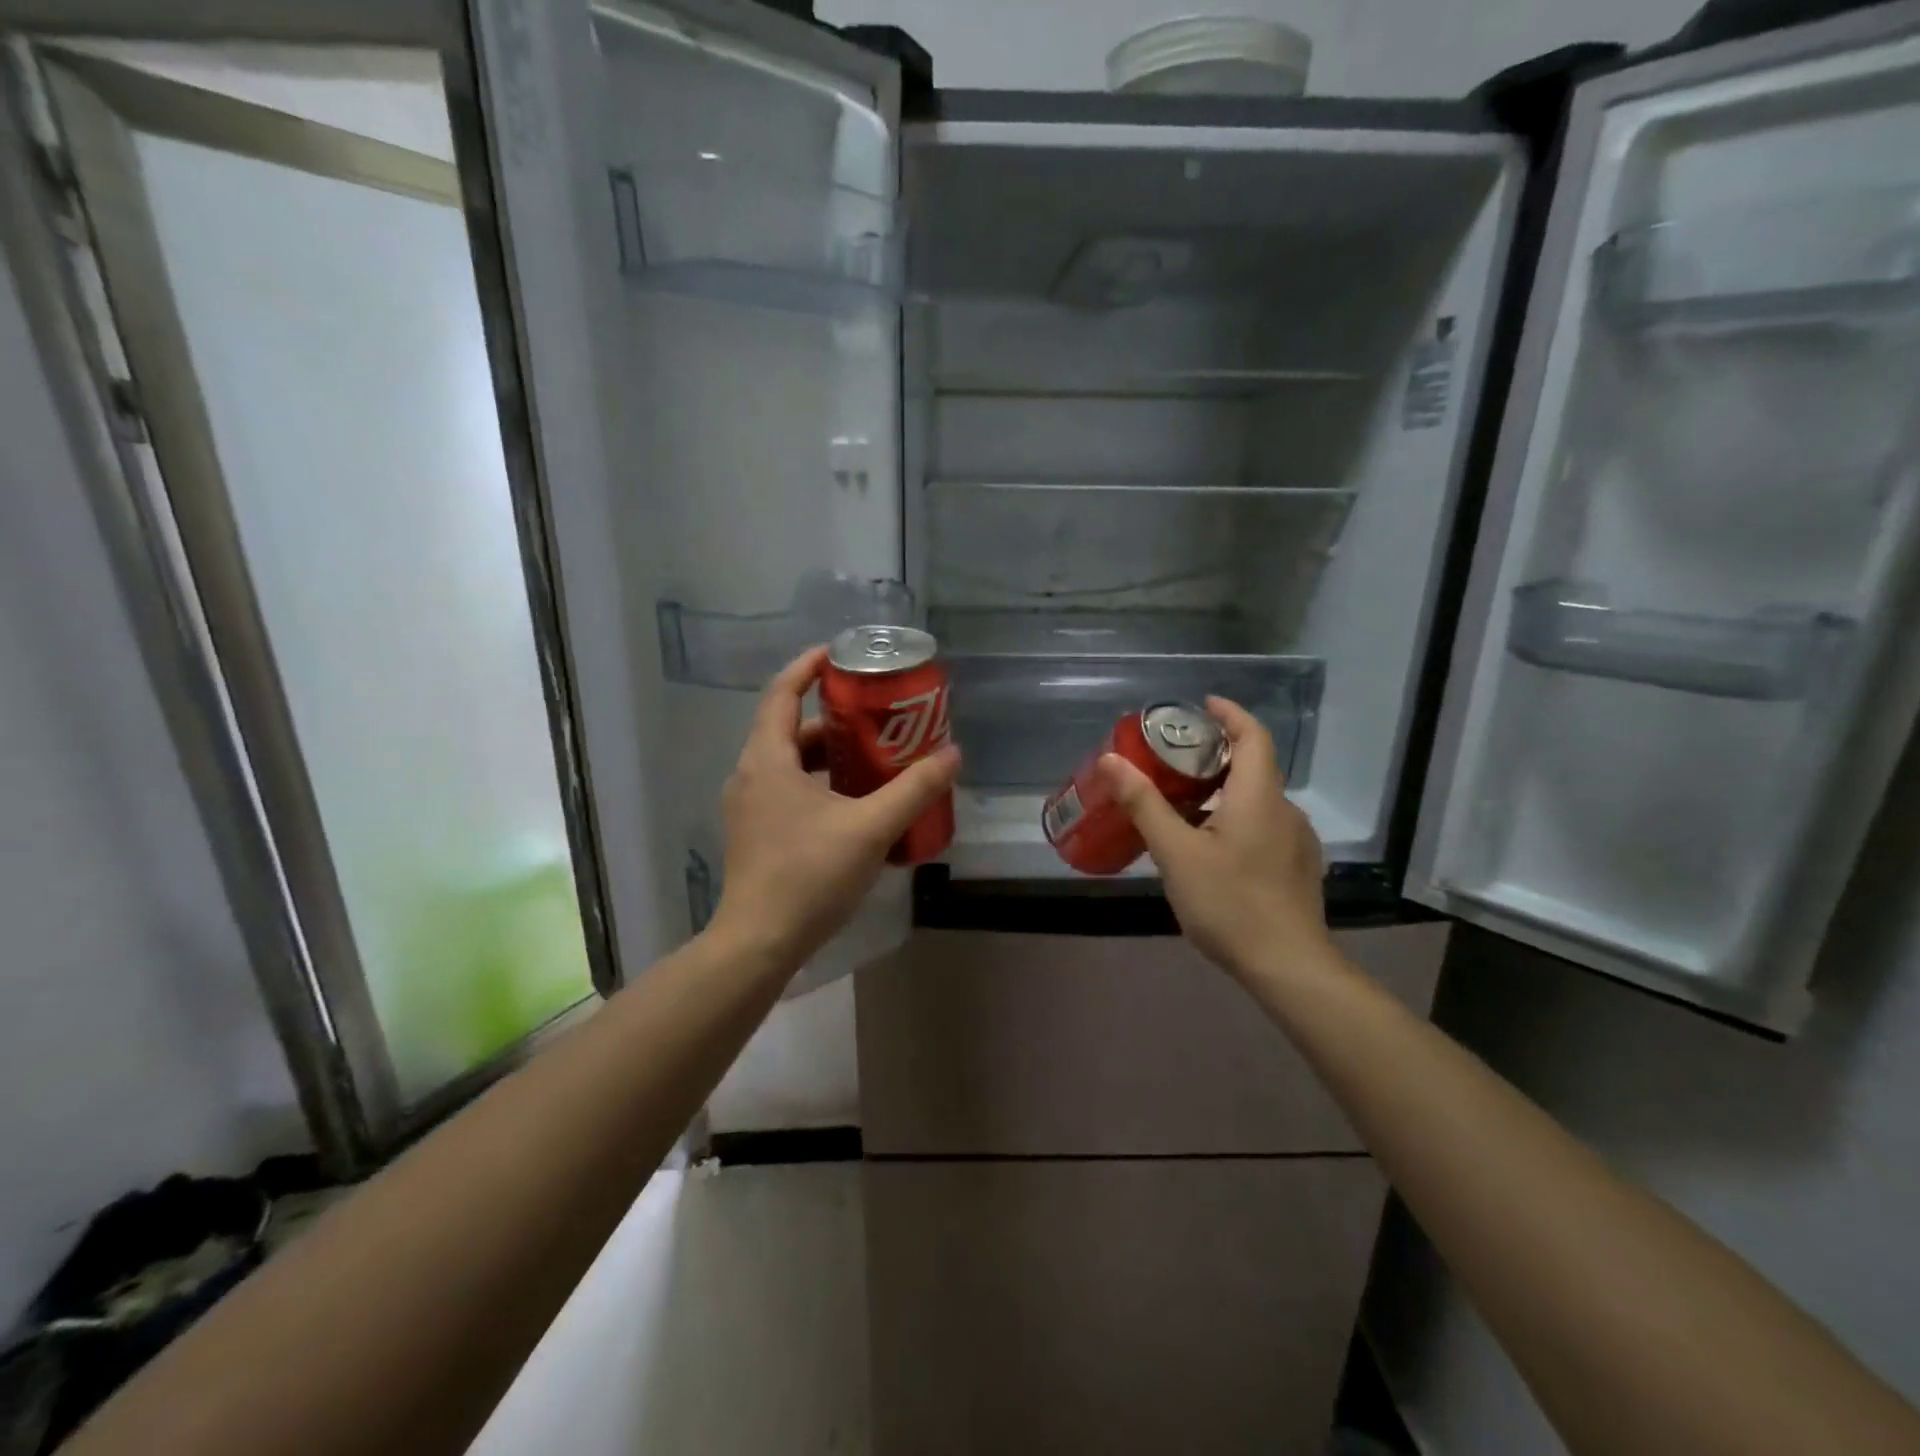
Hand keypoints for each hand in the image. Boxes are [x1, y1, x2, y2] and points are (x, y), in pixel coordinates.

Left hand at [707, 646, 960, 976]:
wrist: (758, 943)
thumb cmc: (808, 875)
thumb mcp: (870, 828)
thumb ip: (913, 790)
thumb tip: (952, 755)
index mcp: (768, 760)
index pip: (782, 692)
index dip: (809, 666)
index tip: (842, 655)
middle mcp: (751, 775)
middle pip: (791, 729)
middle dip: (834, 718)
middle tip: (877, 716)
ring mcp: (750, 807)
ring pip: (791, 764)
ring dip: (830, 755)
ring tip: (875, 758)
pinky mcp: (756, 834)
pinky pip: (789, 791)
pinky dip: (821, 785)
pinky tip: (856, 805)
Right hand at [1099, 697, 1331, 981]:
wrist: (1289, 967)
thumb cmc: (1230, 903)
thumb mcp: (1176, 853)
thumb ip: (1144, 804)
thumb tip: (1111, 761)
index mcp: (1259, 796)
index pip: (1252, 735)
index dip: (1230, 713)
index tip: (1203, 704)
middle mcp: (1285, 810)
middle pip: (1254, 766)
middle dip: (1216, 754)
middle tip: (1174, 758)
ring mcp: (1296, 841)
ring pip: (1258, 800)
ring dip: (1224, 791)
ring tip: (1183, 805)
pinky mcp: (1297, 868)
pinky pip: (1264, 826)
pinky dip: (1236, 818)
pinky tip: (1211, 847)